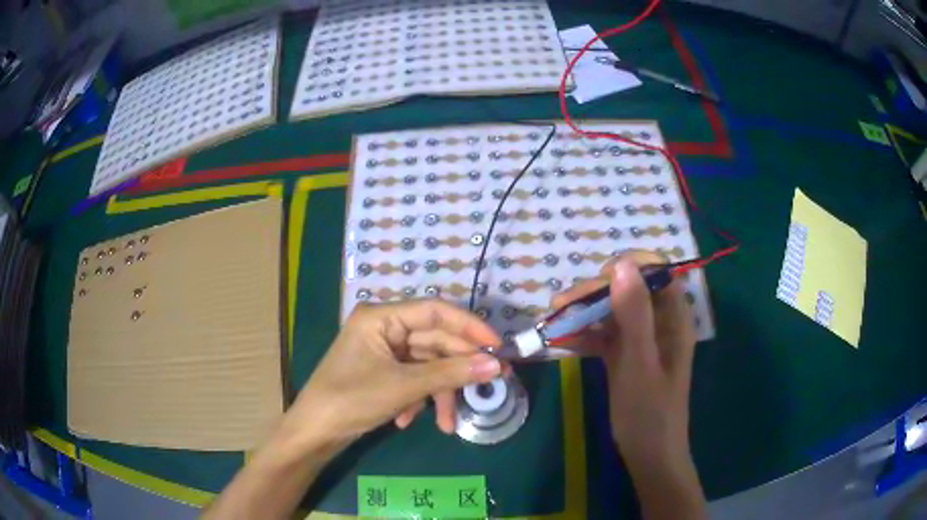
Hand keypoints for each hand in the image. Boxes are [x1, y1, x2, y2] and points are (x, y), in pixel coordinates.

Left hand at [277, 299, 503, 455]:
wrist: (314, 433)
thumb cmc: (351, 400)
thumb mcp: (403, 387)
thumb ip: (450, 373)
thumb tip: (495, 365)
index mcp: (381, 317)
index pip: (435, 311)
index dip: (470, 327)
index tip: (498, 347)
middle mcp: (384, 328)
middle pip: (434, 341)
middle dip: (458, 369)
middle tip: (491, 384)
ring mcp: (383, 351)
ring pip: (426, 365)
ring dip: (438, 393)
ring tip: (448, 424)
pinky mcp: (383, 372)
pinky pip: (413, 379)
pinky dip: (418, 399)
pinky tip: (409, 421)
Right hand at [551, 250, 697, 472]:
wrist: (648, 455)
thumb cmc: (649, 413)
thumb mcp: (640, 363)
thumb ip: (634, 315)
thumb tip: (622, 264)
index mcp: (674, 319)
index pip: (657, 273)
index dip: (630, 267)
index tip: (598, 279)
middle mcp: (659, 323)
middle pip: (629, 290)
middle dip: (596, 292)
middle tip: (561, 305)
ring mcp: (641, 340)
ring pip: (612, 312)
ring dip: (584, 313)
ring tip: (553, 320)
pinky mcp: (625, 356)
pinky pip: (604, 336)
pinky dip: (584, 336)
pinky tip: (561, 341)